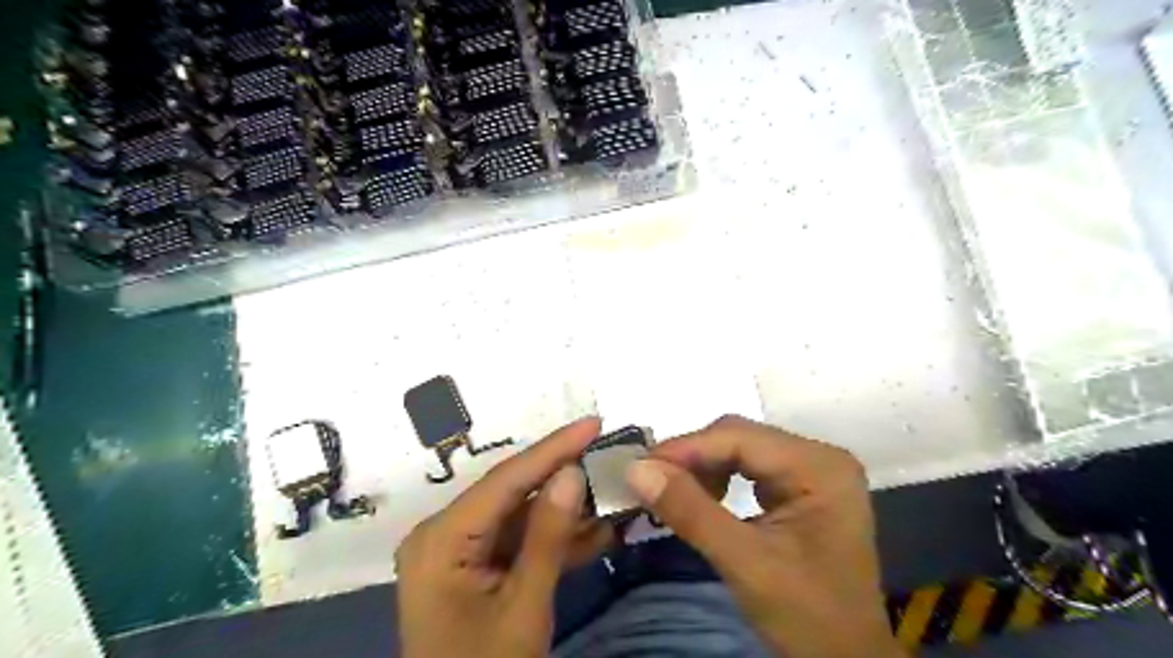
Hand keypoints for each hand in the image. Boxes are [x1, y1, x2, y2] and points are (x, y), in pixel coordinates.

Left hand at [396, 420, 615, 655]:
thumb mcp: (524, 607)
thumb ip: (548, 537)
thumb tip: (573, 473)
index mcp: (441, 538)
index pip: (506, 480)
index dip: (554, 448)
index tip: (593, 423)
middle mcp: (444, 532)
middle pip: (512, 492)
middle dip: (563, 477)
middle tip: (607, 454)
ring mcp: (458, 550)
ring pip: (520, 515)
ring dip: (565, 511)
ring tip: (610, 493)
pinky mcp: (473, 565)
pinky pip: (517, 540)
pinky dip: (553, 539)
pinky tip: (594, 532)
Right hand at [628, 415, 900, 656]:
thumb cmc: (807, 617)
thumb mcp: (745, 563)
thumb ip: (690, 511)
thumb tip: (635, 470)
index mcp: (819, 466)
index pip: (739, 437)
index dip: (686, 448)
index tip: (639, 466)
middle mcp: (818, 457)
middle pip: (739, 438)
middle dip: (692, 458)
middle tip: (648, 480)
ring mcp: (811, 471)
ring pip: (740, 451)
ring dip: (701, 469)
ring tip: (670, 492)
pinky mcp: (800, 488)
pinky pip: (748, 469)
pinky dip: (717, 481)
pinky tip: (700, 499)